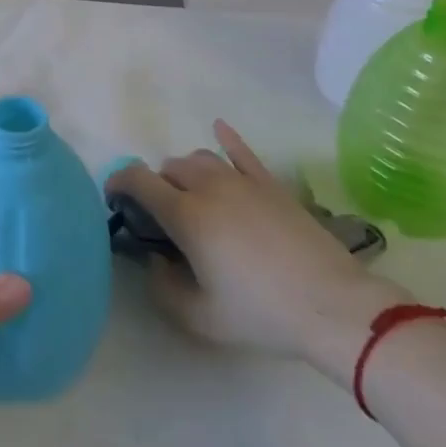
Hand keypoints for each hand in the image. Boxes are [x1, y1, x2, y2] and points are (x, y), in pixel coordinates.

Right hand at [108, 120, 409, 383]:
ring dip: (185, 172)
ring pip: (199, 158)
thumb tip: (154, 260)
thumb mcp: (199, 317)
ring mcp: (243, 181)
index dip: (118, 183)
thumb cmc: (260, 313)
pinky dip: (226, 139)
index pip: (138, 180)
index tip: (114, 200)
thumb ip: (162, 287)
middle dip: (156, 186)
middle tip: (162, 218)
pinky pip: (241, 151)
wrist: (332, 305)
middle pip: (169, 168)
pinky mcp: (271, 184)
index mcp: (186, 215)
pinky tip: (219, 129)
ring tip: (191, 196)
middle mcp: (209, 187)